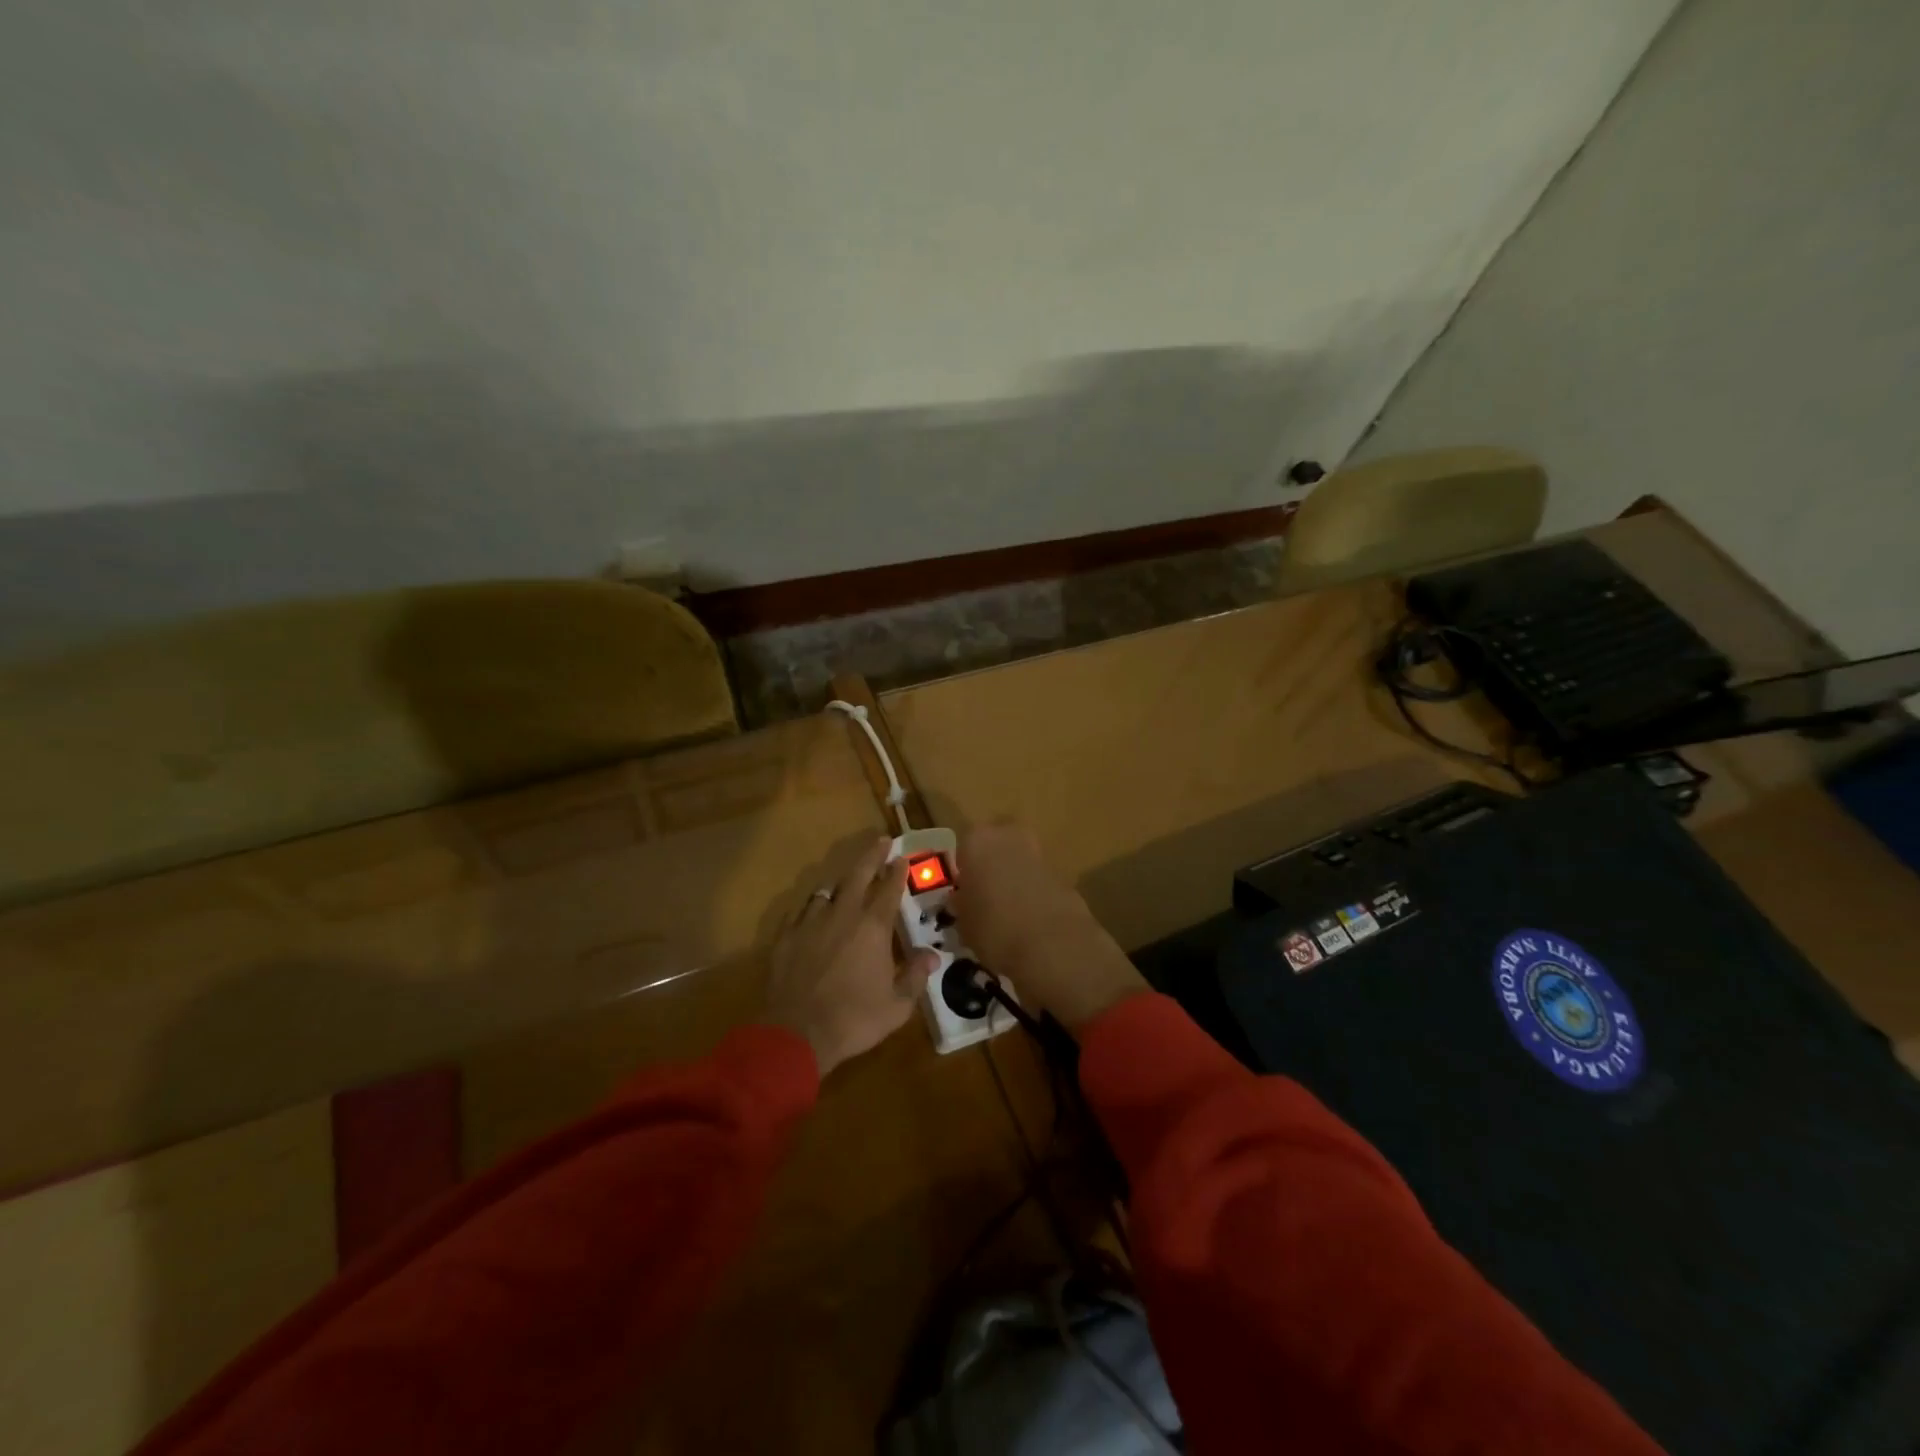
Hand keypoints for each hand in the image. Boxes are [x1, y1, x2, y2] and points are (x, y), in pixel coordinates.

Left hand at [764, 837, 938, 1077]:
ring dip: (840, 881)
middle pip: (857, 875)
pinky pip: (801, 911)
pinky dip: (812, 906)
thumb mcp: (897, 1005)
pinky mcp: (786, 937)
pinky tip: (813, 910)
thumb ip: (915, 976)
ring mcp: (810, 923)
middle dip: (871, 856)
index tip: (902, 857)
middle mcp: (842, 915)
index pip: (888, 889)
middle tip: (880, 841)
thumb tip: (932, 956)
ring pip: (827, 890)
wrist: (797, 1033)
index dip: (897, 871)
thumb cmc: (855, 1019)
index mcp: (873, 927)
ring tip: (847, 877)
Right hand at [951, 823, 1145, 1031]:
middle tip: (984, 899)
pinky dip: (1033, 893)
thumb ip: (961, 905)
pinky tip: (1029, 921)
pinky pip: (1038, 879)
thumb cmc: (994, 928)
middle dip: (990, 868)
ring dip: (1013, 880)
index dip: (963, 872)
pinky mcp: (1062, 873)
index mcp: (977, 841)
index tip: (962, 894)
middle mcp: (1008, 836)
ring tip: (1007, 914)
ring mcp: (1039, 852)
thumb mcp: (963, 923)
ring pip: (1018, 861)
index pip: (962, 850)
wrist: (1053, 944)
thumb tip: (961, 902)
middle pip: (994, 847)